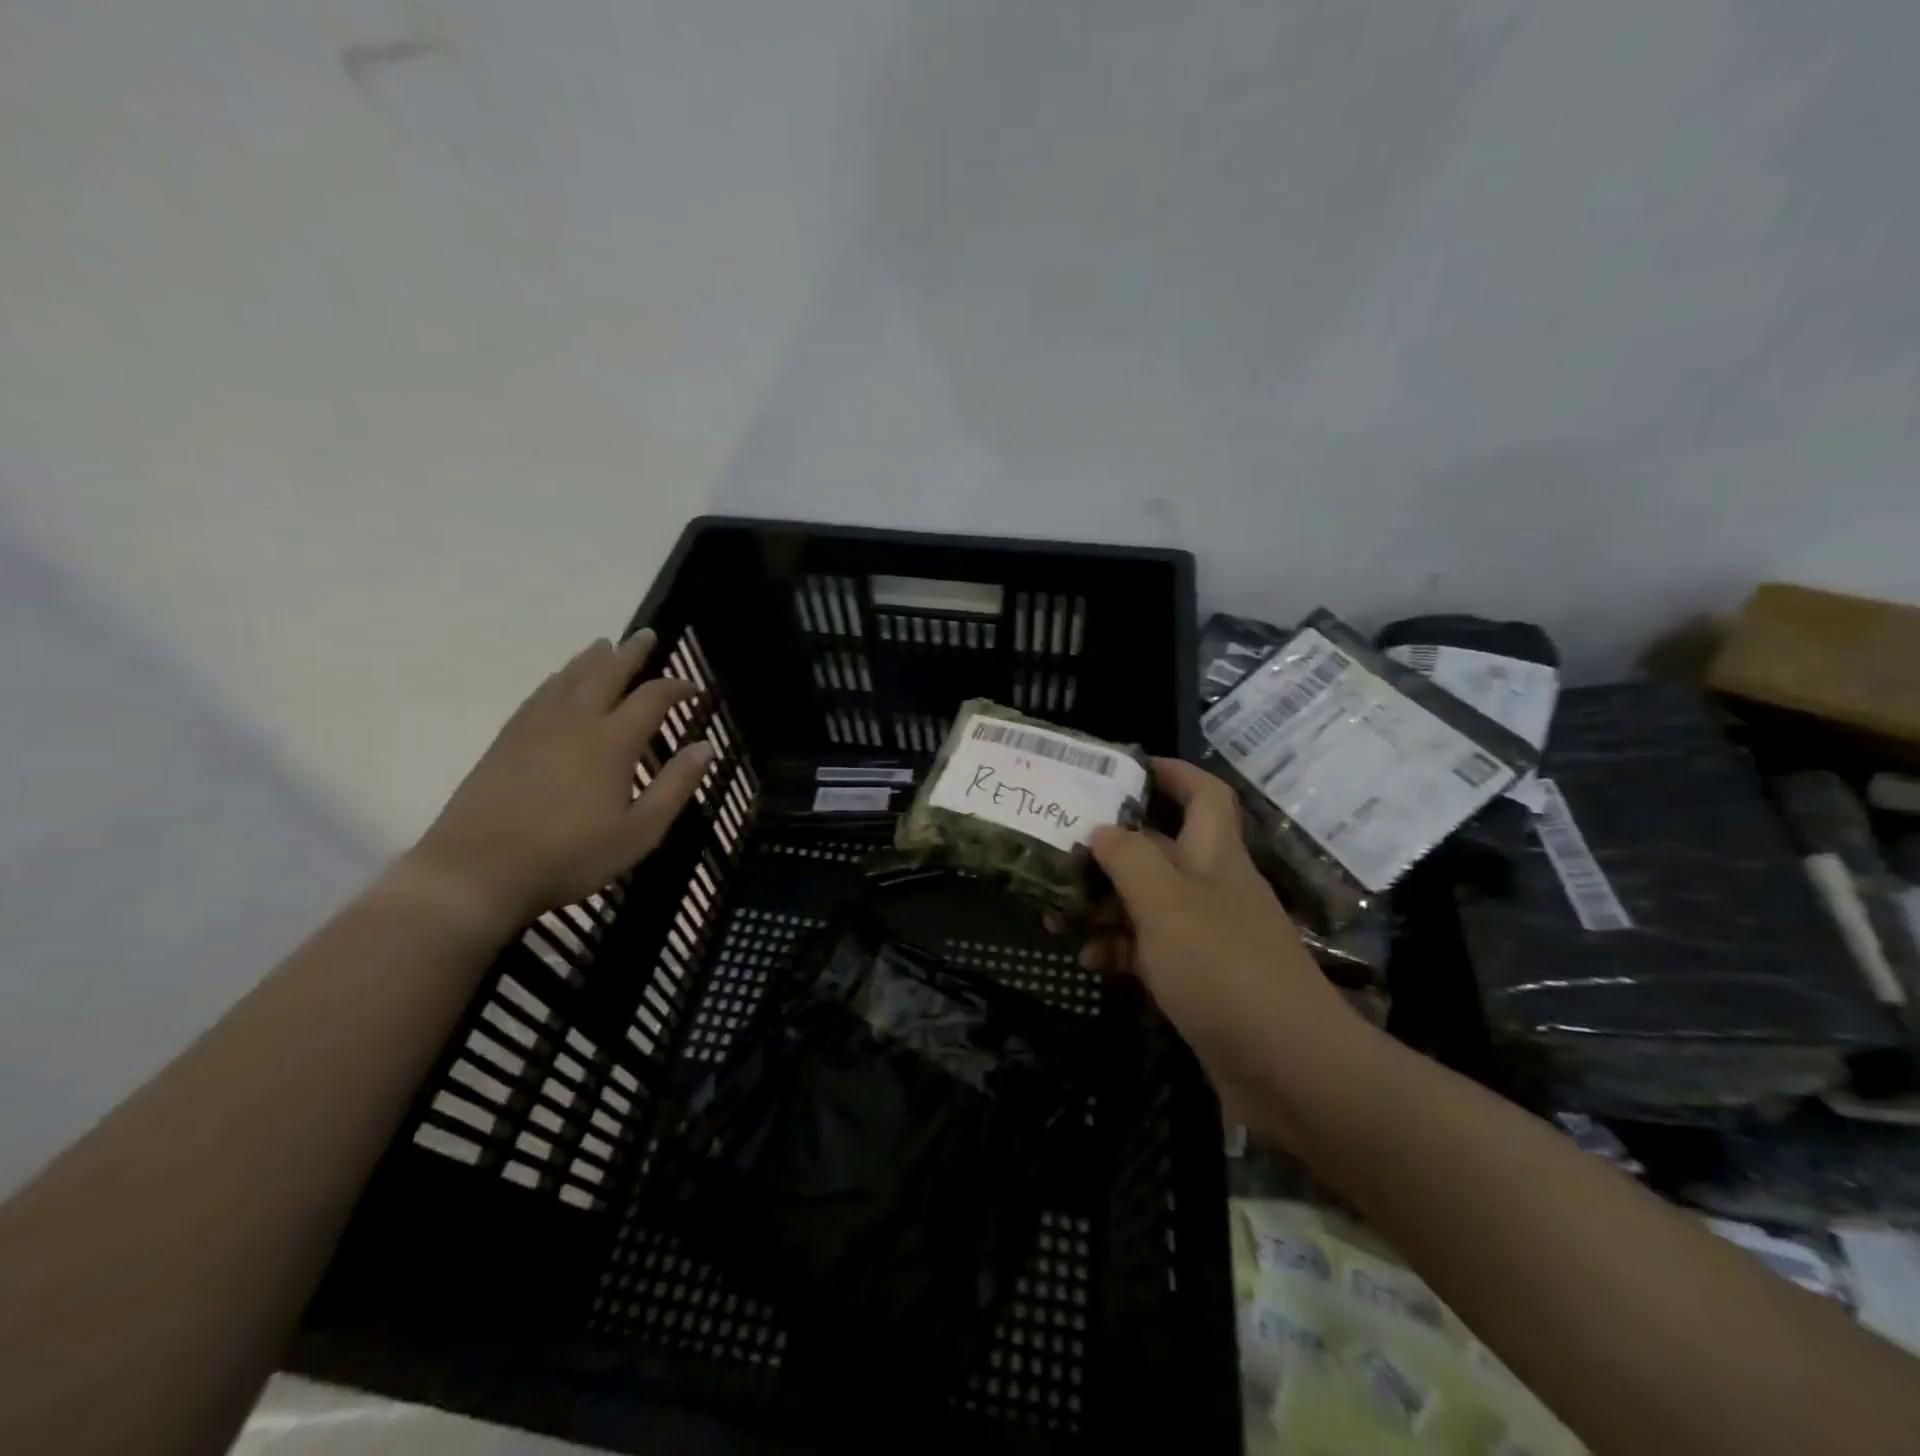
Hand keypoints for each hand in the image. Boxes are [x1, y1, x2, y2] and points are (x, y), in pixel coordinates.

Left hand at [409, 631, 713, 928]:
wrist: (476, 872)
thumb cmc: (571, 856)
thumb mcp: (640, 831)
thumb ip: (675, 786)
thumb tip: (706, 747)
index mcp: (612, 742)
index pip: (651, 699)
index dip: (676, 688)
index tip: (693, 687)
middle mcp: (575, 722)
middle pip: (606, 674)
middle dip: (630, 654)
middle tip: (646, 636)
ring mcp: (534, 728)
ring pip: (568, 679)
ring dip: (591, 659)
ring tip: (604, 645)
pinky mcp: (505, 741)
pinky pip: (538, 696)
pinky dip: (556, 679)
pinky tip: (558, 680)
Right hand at [1077, 759, 1365, 1118]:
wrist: (1288, 1068)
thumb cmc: (1223, 967)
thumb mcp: (1167, 902)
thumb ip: (1130, 858)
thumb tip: (1103, 831)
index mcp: (1214, 856)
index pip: (1203, 794)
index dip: (1171, 772)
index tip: (1124, 768)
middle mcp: (1212, 888)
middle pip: (1161, 849)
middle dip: (1111, 848)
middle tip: (1062, 850)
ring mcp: (1206, 936)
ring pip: (1148, 902)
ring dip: (1105, 904)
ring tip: (1055, 912)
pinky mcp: (1198, 980)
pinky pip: (1149, 950)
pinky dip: (1119, 949)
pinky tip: (1088, 960)